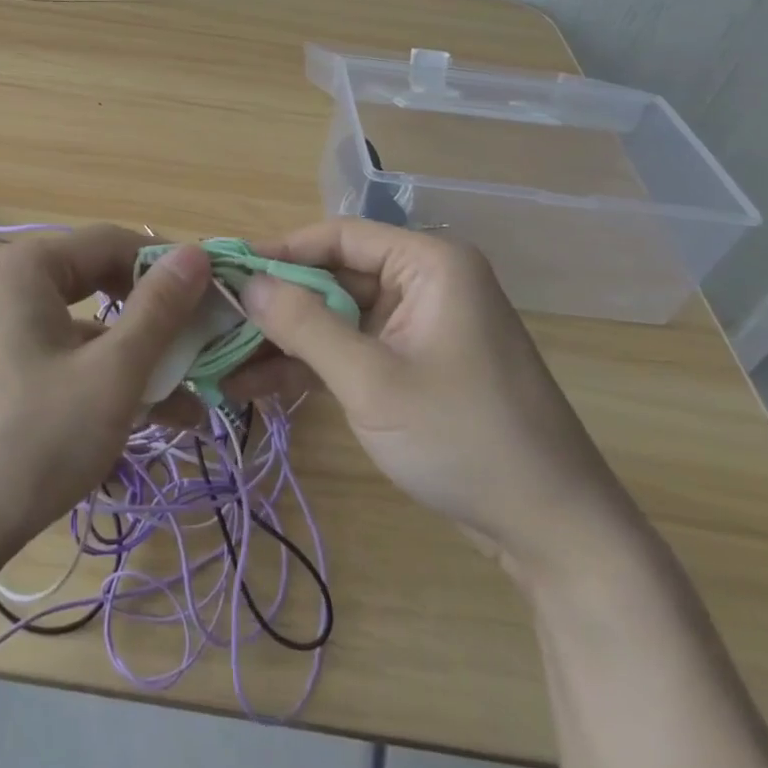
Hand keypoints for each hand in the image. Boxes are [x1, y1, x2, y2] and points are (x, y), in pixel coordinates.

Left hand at [0, 226, 210, 582]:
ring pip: (84, 328)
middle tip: (205, 347)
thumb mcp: (111, 374)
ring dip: (137, 360)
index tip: (215, 298)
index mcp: (23, 267)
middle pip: (98, 282)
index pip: (112, 241)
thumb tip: (198, 253)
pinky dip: (102, 380)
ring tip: (193, 403)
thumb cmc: (31, 442)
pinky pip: (61, 358)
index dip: (168, 268)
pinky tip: (149, 420)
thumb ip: (159, 309)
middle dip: (156, 320)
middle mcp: (4, 286)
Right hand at [242, 219, 637, 580]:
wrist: (551, 530)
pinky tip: (258, 386)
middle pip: (334, 277)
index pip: (338, 237)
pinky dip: (312, 365)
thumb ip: (303, 325)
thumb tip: (246, 283)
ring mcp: (420, 326)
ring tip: (224, 362)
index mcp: (429, 264)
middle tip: (216, 323)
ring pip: (337, 317)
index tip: (224, 273)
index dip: (278, 252)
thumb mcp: (371, 380)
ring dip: (286, 340)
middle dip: (276, 305)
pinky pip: (352, 349)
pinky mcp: (414, 364)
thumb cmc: (462, 438)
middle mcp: (425, 283)